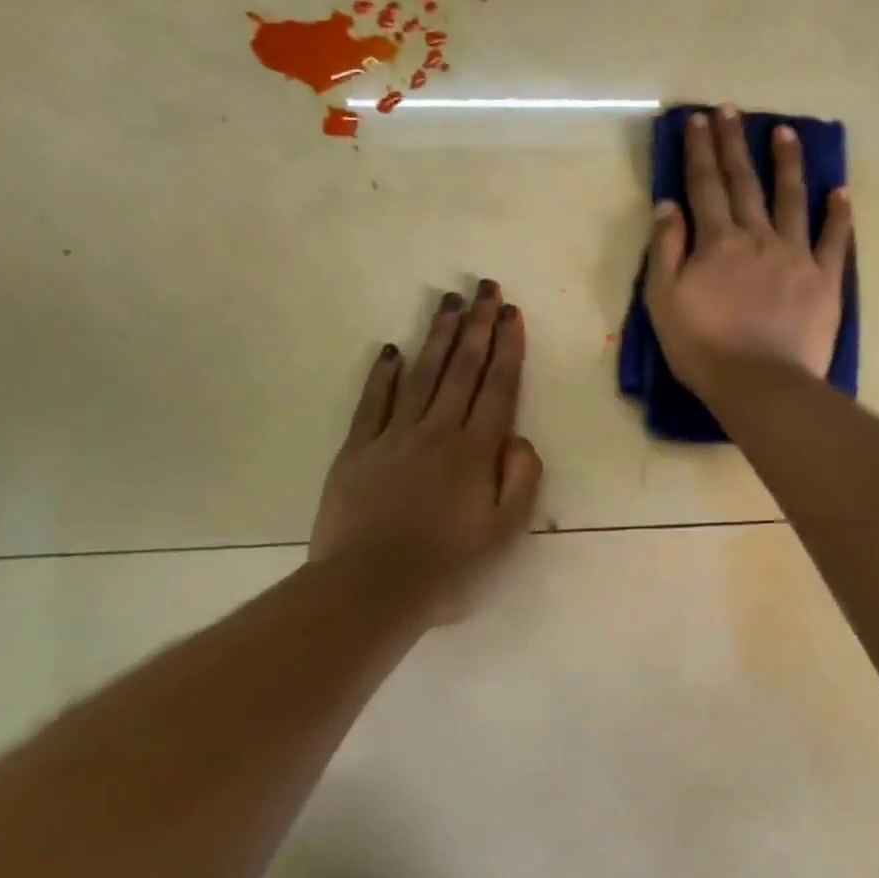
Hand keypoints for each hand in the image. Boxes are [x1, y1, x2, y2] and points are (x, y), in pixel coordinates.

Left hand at [310, 281, 543, 627]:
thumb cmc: (447, 568)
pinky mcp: (357, 451)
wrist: (369, 590)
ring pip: (421, 375)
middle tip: (484, 288)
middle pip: (461, 369)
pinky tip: (391, 351)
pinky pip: (372, 403)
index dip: (507, 348)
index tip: (511, 313)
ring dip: (436, 336)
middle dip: (476, 326)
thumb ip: (521, 480)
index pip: (497, 388)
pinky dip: (383, 376)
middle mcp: (437, 432)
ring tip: (448, 302)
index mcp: (475, 451)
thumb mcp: (504, 533)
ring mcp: (393, 437)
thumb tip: (519, 439)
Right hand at [644, 106, 853, 401]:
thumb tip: (669, 204)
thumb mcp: (663, 300)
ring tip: (786, 132)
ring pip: (791, 199)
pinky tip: (840, 192)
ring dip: (787, 164)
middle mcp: (757, 236)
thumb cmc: (703, 347)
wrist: (760, 384)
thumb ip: (665, 249)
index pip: (705, 186)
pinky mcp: (824, 279)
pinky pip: (834, 240)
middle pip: (745, 182)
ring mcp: (795, 255)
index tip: (697, 121)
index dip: (699, 151)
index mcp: (717, 241)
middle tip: (732, 110)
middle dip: (735, 144)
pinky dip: (838, 214)